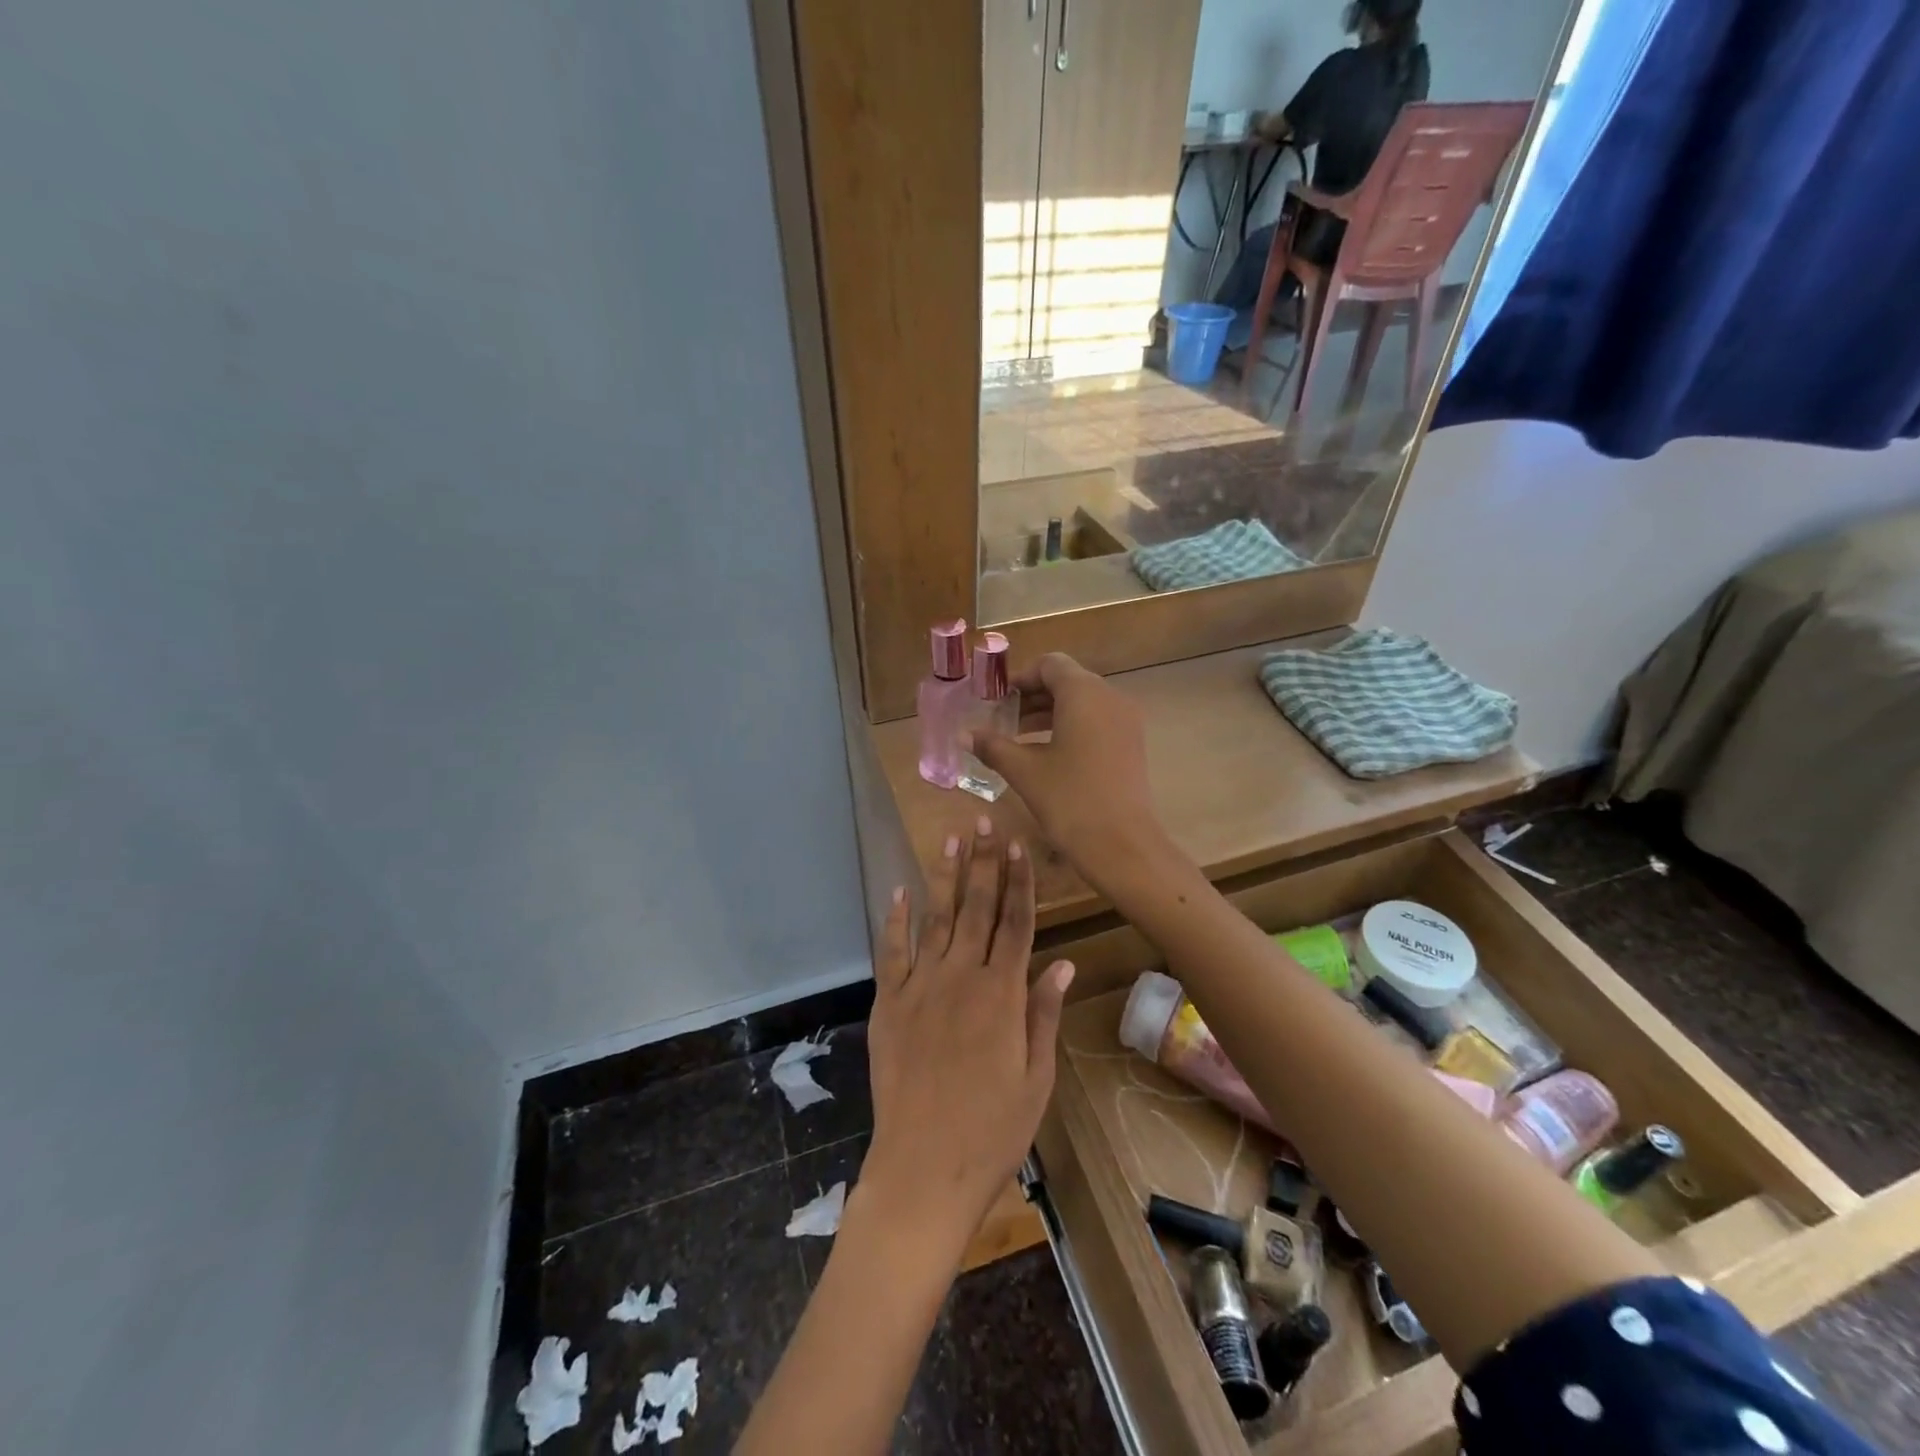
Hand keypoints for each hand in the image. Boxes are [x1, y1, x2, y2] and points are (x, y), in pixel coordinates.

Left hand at [862, 816, 1073, 1258]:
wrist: (923, 1169)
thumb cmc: (992, 1131)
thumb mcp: (1036, 1078)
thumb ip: (1044, 1013)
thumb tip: (1061, 961)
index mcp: (1003, 995)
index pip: (1016, 923)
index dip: (1019, 881)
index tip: (1017, 845)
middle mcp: (962, 978)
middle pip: (977, 908)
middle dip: (983, 862)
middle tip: (983, 820)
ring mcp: (920, 987)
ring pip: (937, 918)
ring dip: (945, 877)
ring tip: (951, 839)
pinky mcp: (888, 1004)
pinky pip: (892, 952)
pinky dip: (896, 920)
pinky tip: (900, 892)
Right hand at [966, 653, 1167, 894]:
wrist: (1122, 845)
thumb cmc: (1070, 800)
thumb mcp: (1024, 771)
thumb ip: (993, 746)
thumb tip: (963, 735)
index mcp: (1084, 694)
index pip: (1050, 664)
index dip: (1020, 678)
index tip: (996, 700)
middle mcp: (1110, 698)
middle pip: (1067, 681)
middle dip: (1032, 696)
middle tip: (1002, 719)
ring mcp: (1126, 721)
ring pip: (1083, 703)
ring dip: (1050, 713)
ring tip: (1018, 738)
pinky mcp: (1131, 744)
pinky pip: (1097, 721)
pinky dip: (1071, 727)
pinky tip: (1047, 754)